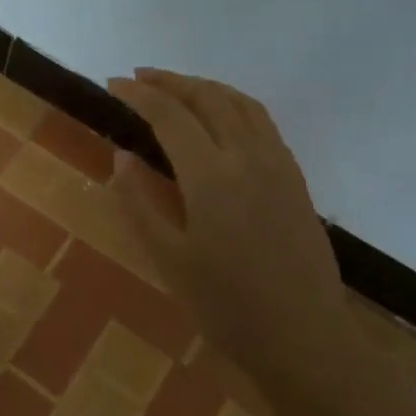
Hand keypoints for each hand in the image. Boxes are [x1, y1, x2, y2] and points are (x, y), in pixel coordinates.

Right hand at [109, 69, 354, 377]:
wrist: (303, 338)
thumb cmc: (225, 305)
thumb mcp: (168, 257)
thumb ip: (139, 201)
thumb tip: (122, 155)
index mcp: (211, 176)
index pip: (170, 115)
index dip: (138, 94)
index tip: (112, 83)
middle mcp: (248, 157)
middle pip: (208, 98)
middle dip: (170, 81)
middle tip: (138, 77)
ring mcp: (278, 165)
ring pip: (240, 104)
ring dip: (204, 87)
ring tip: (175, 87)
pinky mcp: (295, 179)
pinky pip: (262, 122)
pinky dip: (233, 104)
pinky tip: (220, 116)